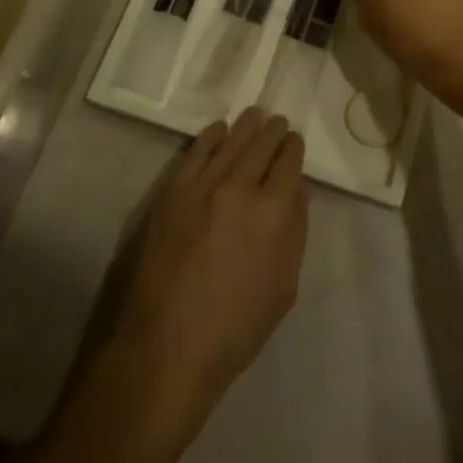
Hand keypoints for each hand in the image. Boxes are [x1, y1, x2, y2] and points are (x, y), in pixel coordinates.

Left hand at [114, 108, 307, 417]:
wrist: (166, 347)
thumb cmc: (235, 328)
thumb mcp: (284, 287)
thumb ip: (295, 232)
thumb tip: (296, 191)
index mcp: (273, 212)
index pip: (289, 162)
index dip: (294, 148)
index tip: (295, 142)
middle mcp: (239, 188)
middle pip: (262, 144)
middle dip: (274, 131)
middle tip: (279, 123)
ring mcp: (202, 186)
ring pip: (231, 141)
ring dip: (247, 126)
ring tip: (256, 115)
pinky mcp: (172, 192)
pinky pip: (196, 152)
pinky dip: (211, 136)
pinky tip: (219, 130)